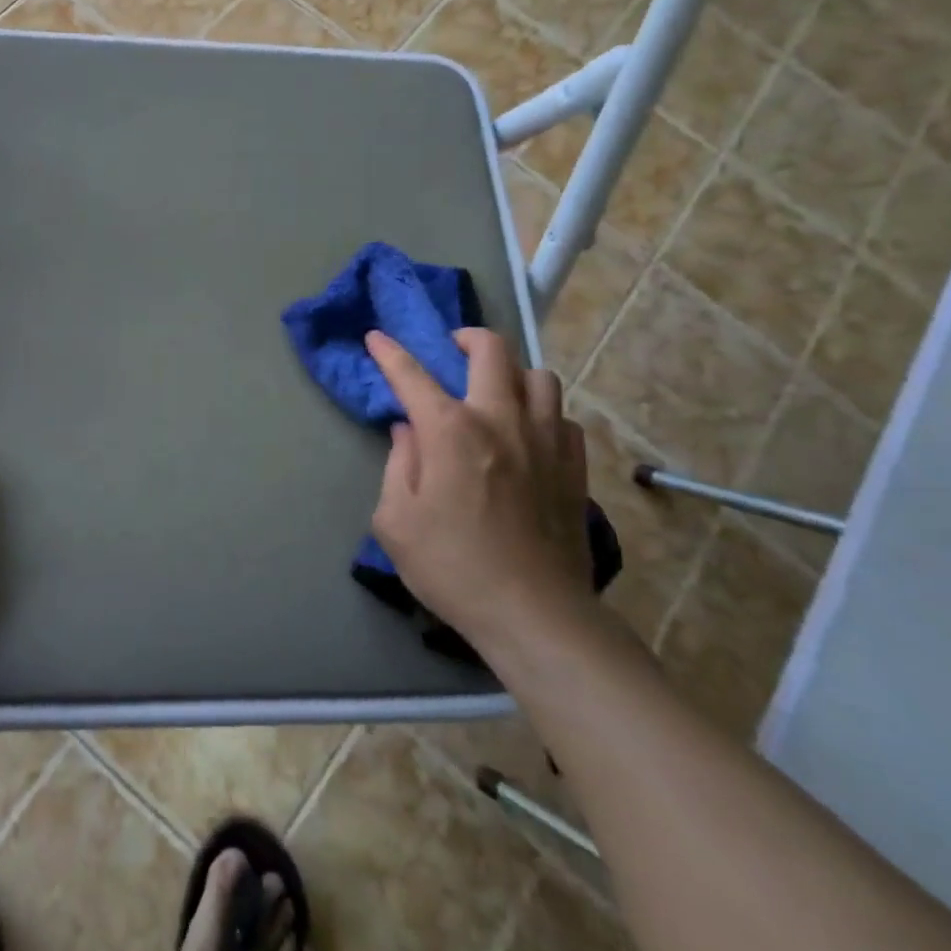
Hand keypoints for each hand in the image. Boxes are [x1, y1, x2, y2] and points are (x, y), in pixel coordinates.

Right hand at [366, 327, 591, 651]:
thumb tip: (407, 432)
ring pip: (539, 376)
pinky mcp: (574, 467)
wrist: (534, 614)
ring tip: (497, 390)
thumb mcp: (396, 521)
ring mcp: (545, 440)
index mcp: (450, 430)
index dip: (389, 352)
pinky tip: (530, 433)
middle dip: (467, 338)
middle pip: (492, 351)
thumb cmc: (452, 567)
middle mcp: (500, 420)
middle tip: (453, 347)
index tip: (376, 336)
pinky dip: (543, 413)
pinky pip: (563, 417)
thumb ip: (397, 465)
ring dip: (513, 373)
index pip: (411, 374)